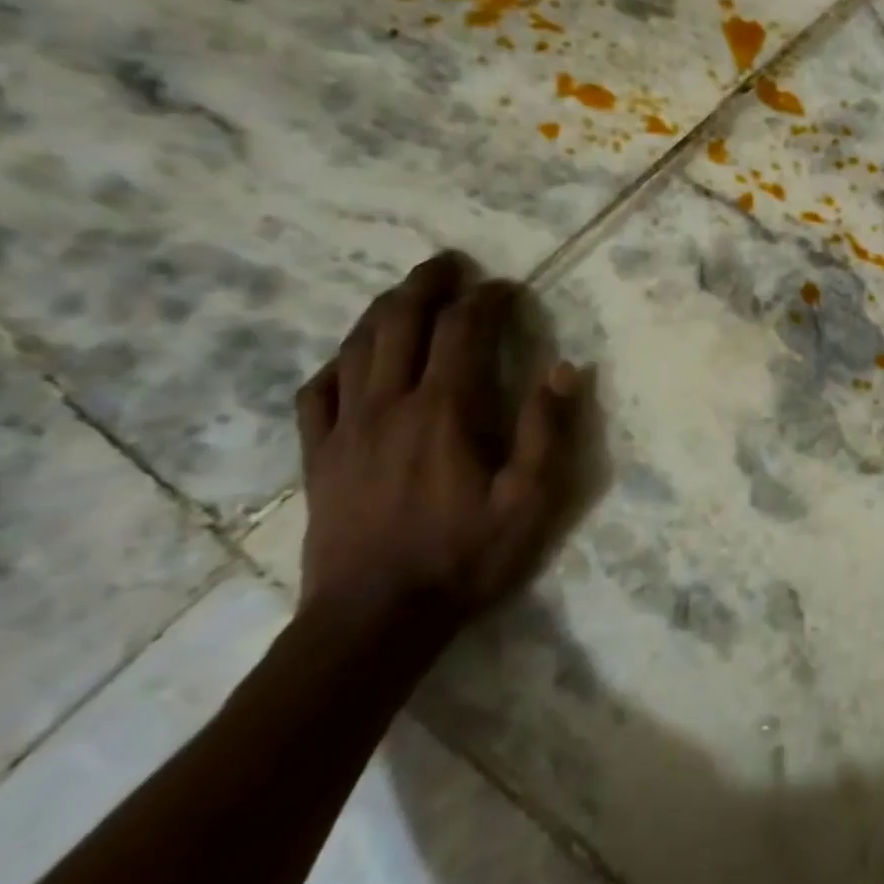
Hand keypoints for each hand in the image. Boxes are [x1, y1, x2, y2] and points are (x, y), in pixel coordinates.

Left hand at [294, 252, 581, 626]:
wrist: (375, 619)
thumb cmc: (466, 556)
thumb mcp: (532, 499)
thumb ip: (549, 429)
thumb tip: (565, 367)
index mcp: (445, 410)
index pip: (464, 331)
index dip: (487, 300)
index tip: (508, 287)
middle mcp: (389, 405)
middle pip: (400, 322)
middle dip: (427, 284)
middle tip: (450, 264)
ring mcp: (345, 428)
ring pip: (357, 347)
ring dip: (384, 309)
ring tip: (408, 292)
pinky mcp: (319, 455)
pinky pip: (318, 391)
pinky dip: (339, 361)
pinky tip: (352, 359)